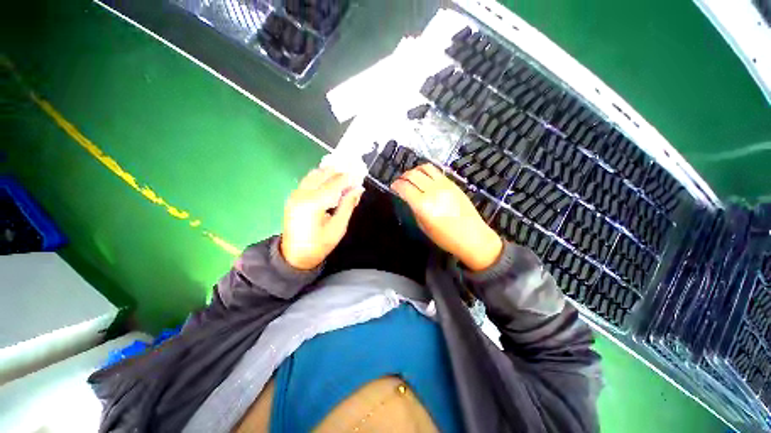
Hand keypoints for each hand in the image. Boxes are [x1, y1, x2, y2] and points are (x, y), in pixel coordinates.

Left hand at [280, 168, 363, 269]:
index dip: (348, 177)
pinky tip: (330, 180)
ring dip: (330, 172)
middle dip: (339, 171)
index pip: (334, 183)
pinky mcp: (293, 196)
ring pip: (314, 174)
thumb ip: (348, 205)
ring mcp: (295, 194)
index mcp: (313, 203)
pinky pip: (309, 179)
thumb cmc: (319, 245)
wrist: (295, 255)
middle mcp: (302, 194)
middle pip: (323, 174)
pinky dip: (321, 176)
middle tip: (353, 171)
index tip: (360, 174)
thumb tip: (358, 189)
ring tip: (344, 175)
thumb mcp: (338, 228)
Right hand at [391, 164, 502, 271]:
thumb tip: (410, 199)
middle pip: (412, 175)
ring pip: (424, 168)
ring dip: (415, 170)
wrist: (473, 236)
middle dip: (403, 177)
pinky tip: (425, 178)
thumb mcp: (424, 227)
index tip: (393, 187)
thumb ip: (415, 210)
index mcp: (422, 205)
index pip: (404, 187)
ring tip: (412, 177)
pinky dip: (426, 171)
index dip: (395, 185)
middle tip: (401, 182)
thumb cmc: (446, 238)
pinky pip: (436, 171)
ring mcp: (444, 185)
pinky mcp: (453, 183)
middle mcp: (432, 191)